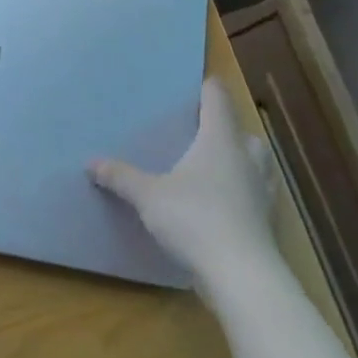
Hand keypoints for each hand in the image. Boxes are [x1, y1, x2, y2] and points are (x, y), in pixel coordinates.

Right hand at [88, 78, 279, 285]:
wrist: (241, 273)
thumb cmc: (194, 218)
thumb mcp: (148, 196)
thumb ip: (121, 177)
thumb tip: (91, 162)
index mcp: (219, 141)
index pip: (218, 101)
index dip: (208, 89)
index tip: (198, 84)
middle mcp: (246, 159)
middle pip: (245, 133)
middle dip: (228, 129)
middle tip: (204, 133)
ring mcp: (261, 192)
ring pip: (258, 164)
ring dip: (242, 161)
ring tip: (217, 167)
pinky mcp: (266, 222)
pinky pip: (256, 195)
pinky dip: (243, 193)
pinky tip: (223, 204)